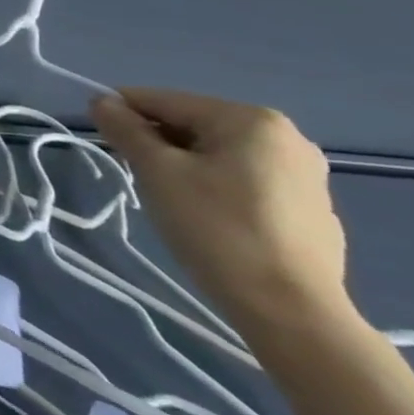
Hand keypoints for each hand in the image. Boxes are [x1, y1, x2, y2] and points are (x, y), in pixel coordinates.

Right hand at [90, 88, 353, 334]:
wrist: (292, 313)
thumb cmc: (217, 228)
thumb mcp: (156, 171)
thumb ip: (125, 128)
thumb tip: (102, 101)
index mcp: (251, 119)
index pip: (165, 101)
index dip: (124, 114)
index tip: (101, 138)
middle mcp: (287, 138)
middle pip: (194, 126)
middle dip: (158, 145)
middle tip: (138, 176)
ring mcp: (306, 177)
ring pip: (219, 155)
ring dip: (185, 167)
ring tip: (172, 201)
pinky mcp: (312, 211)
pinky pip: (246, 182)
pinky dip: (217, 189)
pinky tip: (209, 220)